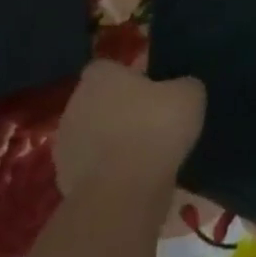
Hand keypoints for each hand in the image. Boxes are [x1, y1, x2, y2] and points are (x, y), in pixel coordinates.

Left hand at [56, 60, 205, 192]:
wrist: (123, 189)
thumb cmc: (156, 128)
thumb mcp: (189, 95)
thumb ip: (184, 84)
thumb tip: (181, 87)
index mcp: (100, 77)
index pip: (111, 67)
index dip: (133, 76)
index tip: (156, 89)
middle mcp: (75, 103)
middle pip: (101, 101)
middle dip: (123, 109)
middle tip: (155, 121)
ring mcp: (66, 143)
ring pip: (96, 134)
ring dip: (115, 140)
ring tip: (148, 154)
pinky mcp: (66, 177)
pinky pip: (95, 165)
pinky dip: (111, 169)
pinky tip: (136, 177)